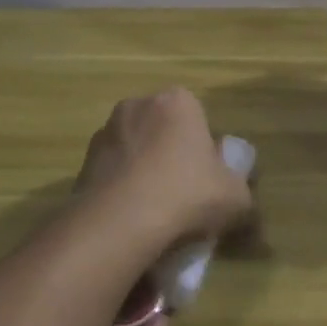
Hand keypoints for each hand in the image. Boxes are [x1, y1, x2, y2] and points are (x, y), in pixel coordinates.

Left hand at [75, 88, 255, 245]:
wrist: (120, 224)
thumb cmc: (186, 195)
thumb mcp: (236, 199)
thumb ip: (244, 196)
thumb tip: (244, 205)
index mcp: (178, 102)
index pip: (197, 117)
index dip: (204, 149)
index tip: (207, 179)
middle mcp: (138, 105)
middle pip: (163, 130)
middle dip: (171, 155)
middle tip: (184, 195)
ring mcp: (106, 132)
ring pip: (134, 150)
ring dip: (143, 171)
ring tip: (154, 213)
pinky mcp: (82, 162)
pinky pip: (111, 173)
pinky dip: (120, 189)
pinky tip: (130, 219)